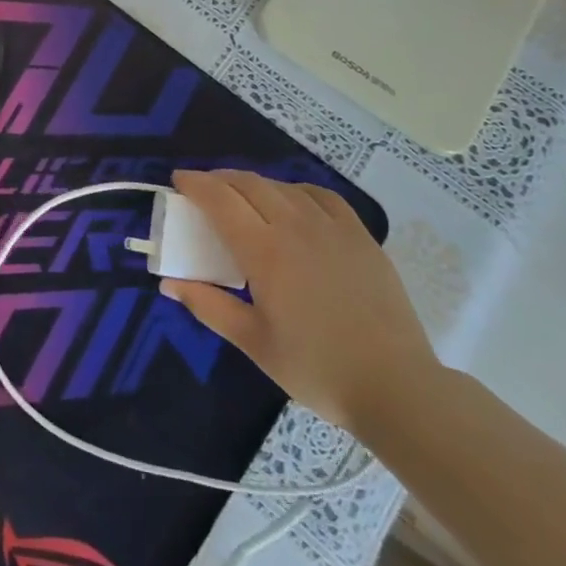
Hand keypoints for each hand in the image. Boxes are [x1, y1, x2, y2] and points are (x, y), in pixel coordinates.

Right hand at [160, 170, 438, 434]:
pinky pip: (322, 196)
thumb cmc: (317, 368)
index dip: (196, 184)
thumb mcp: (254, 343)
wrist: (395, 385)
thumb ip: (209, 305)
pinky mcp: (360, 235)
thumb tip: (170, 283)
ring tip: (243, 197)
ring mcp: (332, 227)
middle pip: (249, 184)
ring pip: (284, 186)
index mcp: (265, 252)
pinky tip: (294, 203)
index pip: (220, 200)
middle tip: (203, 190)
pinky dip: (296, 191)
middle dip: (220, 180)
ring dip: (255, 184)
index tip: (179, 180)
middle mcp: (296, 226)